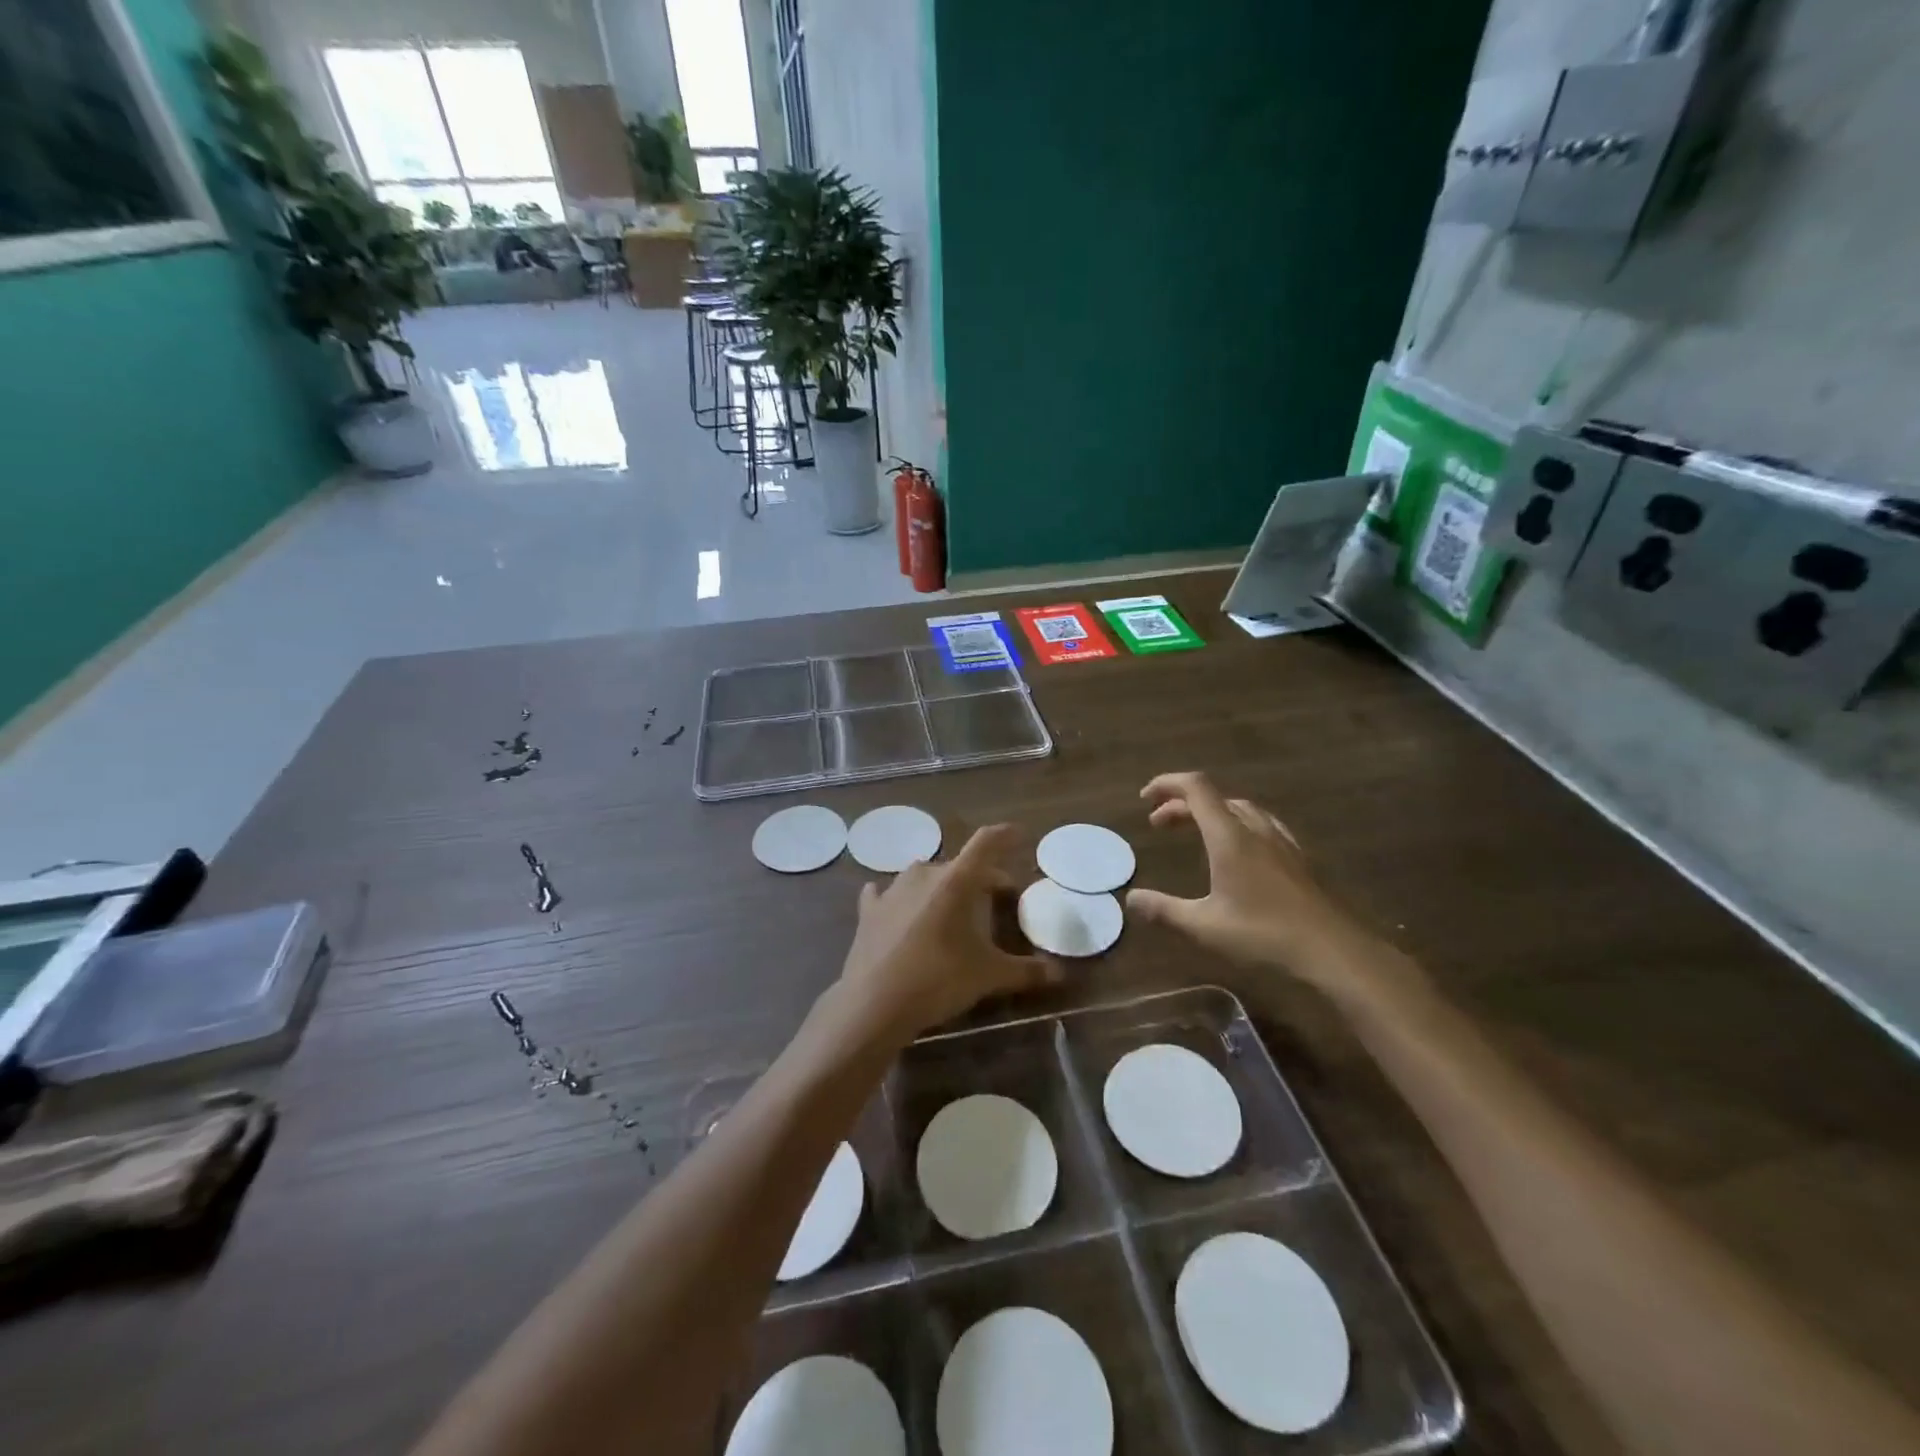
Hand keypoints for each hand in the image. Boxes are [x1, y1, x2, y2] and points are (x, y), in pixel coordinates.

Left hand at [835, 824, 1061, 1043]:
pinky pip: (888, 894)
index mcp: (957, 880)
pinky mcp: (869, 909)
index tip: (1020, 834)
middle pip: (961, 865)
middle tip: (997, 897)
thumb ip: (1026, 971)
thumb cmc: (940, 979)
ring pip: (926, 877)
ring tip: (953, 910)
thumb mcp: (989, 976)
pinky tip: (900, 910)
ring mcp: (893, 889)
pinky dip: (901, 899)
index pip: (987, 843)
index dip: (1006, 836)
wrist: (875, 1002)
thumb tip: (1058, 974)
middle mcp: (925, 873)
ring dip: (942, 887)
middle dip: (981, 878)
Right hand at [1126, 772, 1407, 1007]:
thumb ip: (1165, 910)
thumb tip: (1131, 898)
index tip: (1144, 798)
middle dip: (1181, 804)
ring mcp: (1280, 841)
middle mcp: (1254, 829)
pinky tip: (1238, 849)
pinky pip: (1260, 824)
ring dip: (1210, 812)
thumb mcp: (1205, 926)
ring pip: (1239, 809)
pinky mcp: (1296, 857)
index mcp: (1229, 836)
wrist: (1332, 950)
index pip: (1195, 788)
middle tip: (1158, 824)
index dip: (1167, 784)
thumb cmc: (1264, 934)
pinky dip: (1235, 824)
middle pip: (1214, 798)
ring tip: (1194, 830)